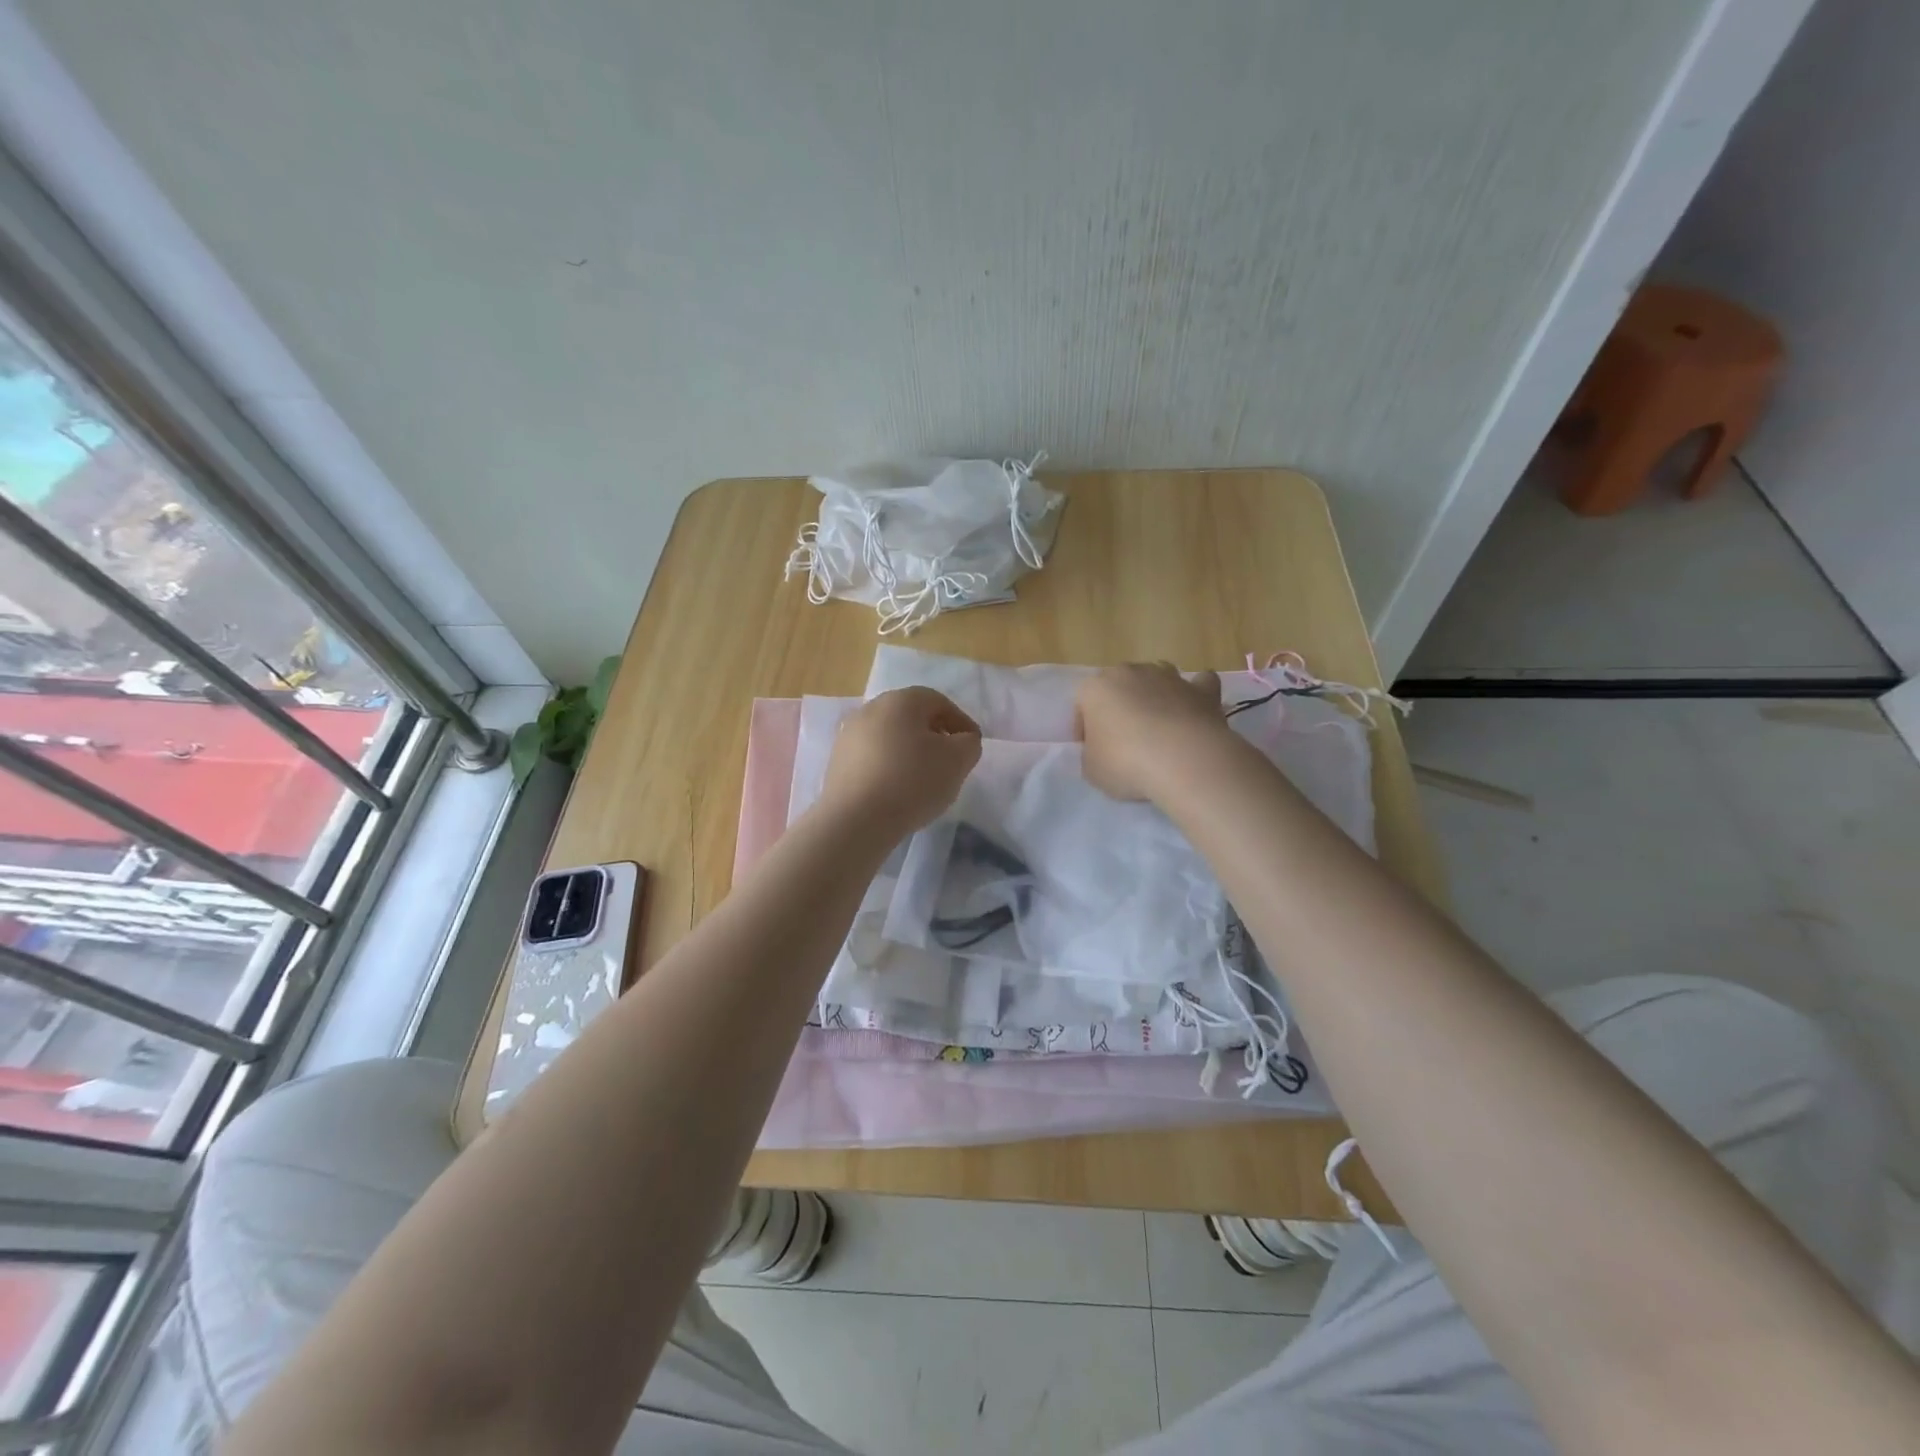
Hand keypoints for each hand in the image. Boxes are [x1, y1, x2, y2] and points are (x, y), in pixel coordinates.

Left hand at [820, 687, 981, 839]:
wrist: (855, 820)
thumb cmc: (912, 781)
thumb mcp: (957, 760)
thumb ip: (968, 744)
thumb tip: (961, 740)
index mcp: (900, 700)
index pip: (939, 702)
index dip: (961, 722)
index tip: (972, 745)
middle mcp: (870, 709)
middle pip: (911, 717)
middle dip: (934, 735)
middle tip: (950, 761)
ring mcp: (849, 735)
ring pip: (890, 737)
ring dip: (910, 752)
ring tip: (924, 780)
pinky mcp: (837, 762)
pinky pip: (872, 758)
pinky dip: (889, 767)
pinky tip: (898, 791)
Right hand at [1075, 662, 1230, 801]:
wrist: (1183, 760)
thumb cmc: (1125, 763)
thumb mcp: (1092, 770)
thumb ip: (1093, 755)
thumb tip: (1104, 751)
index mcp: (1095, 688)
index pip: (1082, 705)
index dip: (1085, 729)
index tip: (1092, 751)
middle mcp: (1130, 673)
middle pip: (1120, 687)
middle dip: (1120, 708)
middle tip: (1124, 741)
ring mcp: (1169, 678)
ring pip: (1157, 679)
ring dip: (1155, 697)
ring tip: (1159, 728)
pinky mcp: (1202, 690)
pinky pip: (1199, 684)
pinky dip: (1196, 694)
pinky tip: (1194, 711)